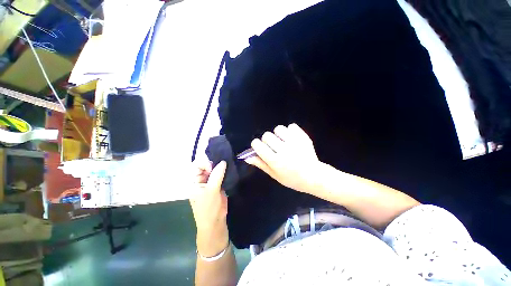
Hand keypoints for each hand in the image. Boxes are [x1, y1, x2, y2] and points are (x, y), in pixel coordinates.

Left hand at [189, 158, 228, 256]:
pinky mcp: (218, 185)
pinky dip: (225, 172)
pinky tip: (230, 169)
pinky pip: (221, 175)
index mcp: (194, 182)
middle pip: (206, 166)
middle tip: (224, 163)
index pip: (196, 166)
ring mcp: (210, 182)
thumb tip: (223, 161)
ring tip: (228, 163)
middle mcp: (201, 180)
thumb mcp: (211, 191)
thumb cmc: (208, 208)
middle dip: (214, 163)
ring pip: (214, 170)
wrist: (215, 222)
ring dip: (220, 167)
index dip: (204, 164)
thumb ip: (217, 175)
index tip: (213, 166)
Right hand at [245, 123, 322, 193]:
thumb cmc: (292, 178)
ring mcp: (295, 142)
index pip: (258, 145)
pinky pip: (291, 126)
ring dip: (278, 134)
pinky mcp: (303, 137)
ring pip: (278, 128)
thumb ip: (261, 164)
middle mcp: (284, 150)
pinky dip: (290, 131)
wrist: (314, 176)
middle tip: (274, 147)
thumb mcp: (274, 175)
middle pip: (267, 135)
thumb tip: (247, 157)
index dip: (256, 145)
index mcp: (275, 161)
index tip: (260, 148)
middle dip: (267, 140)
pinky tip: (292, 138)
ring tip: (283, 141)